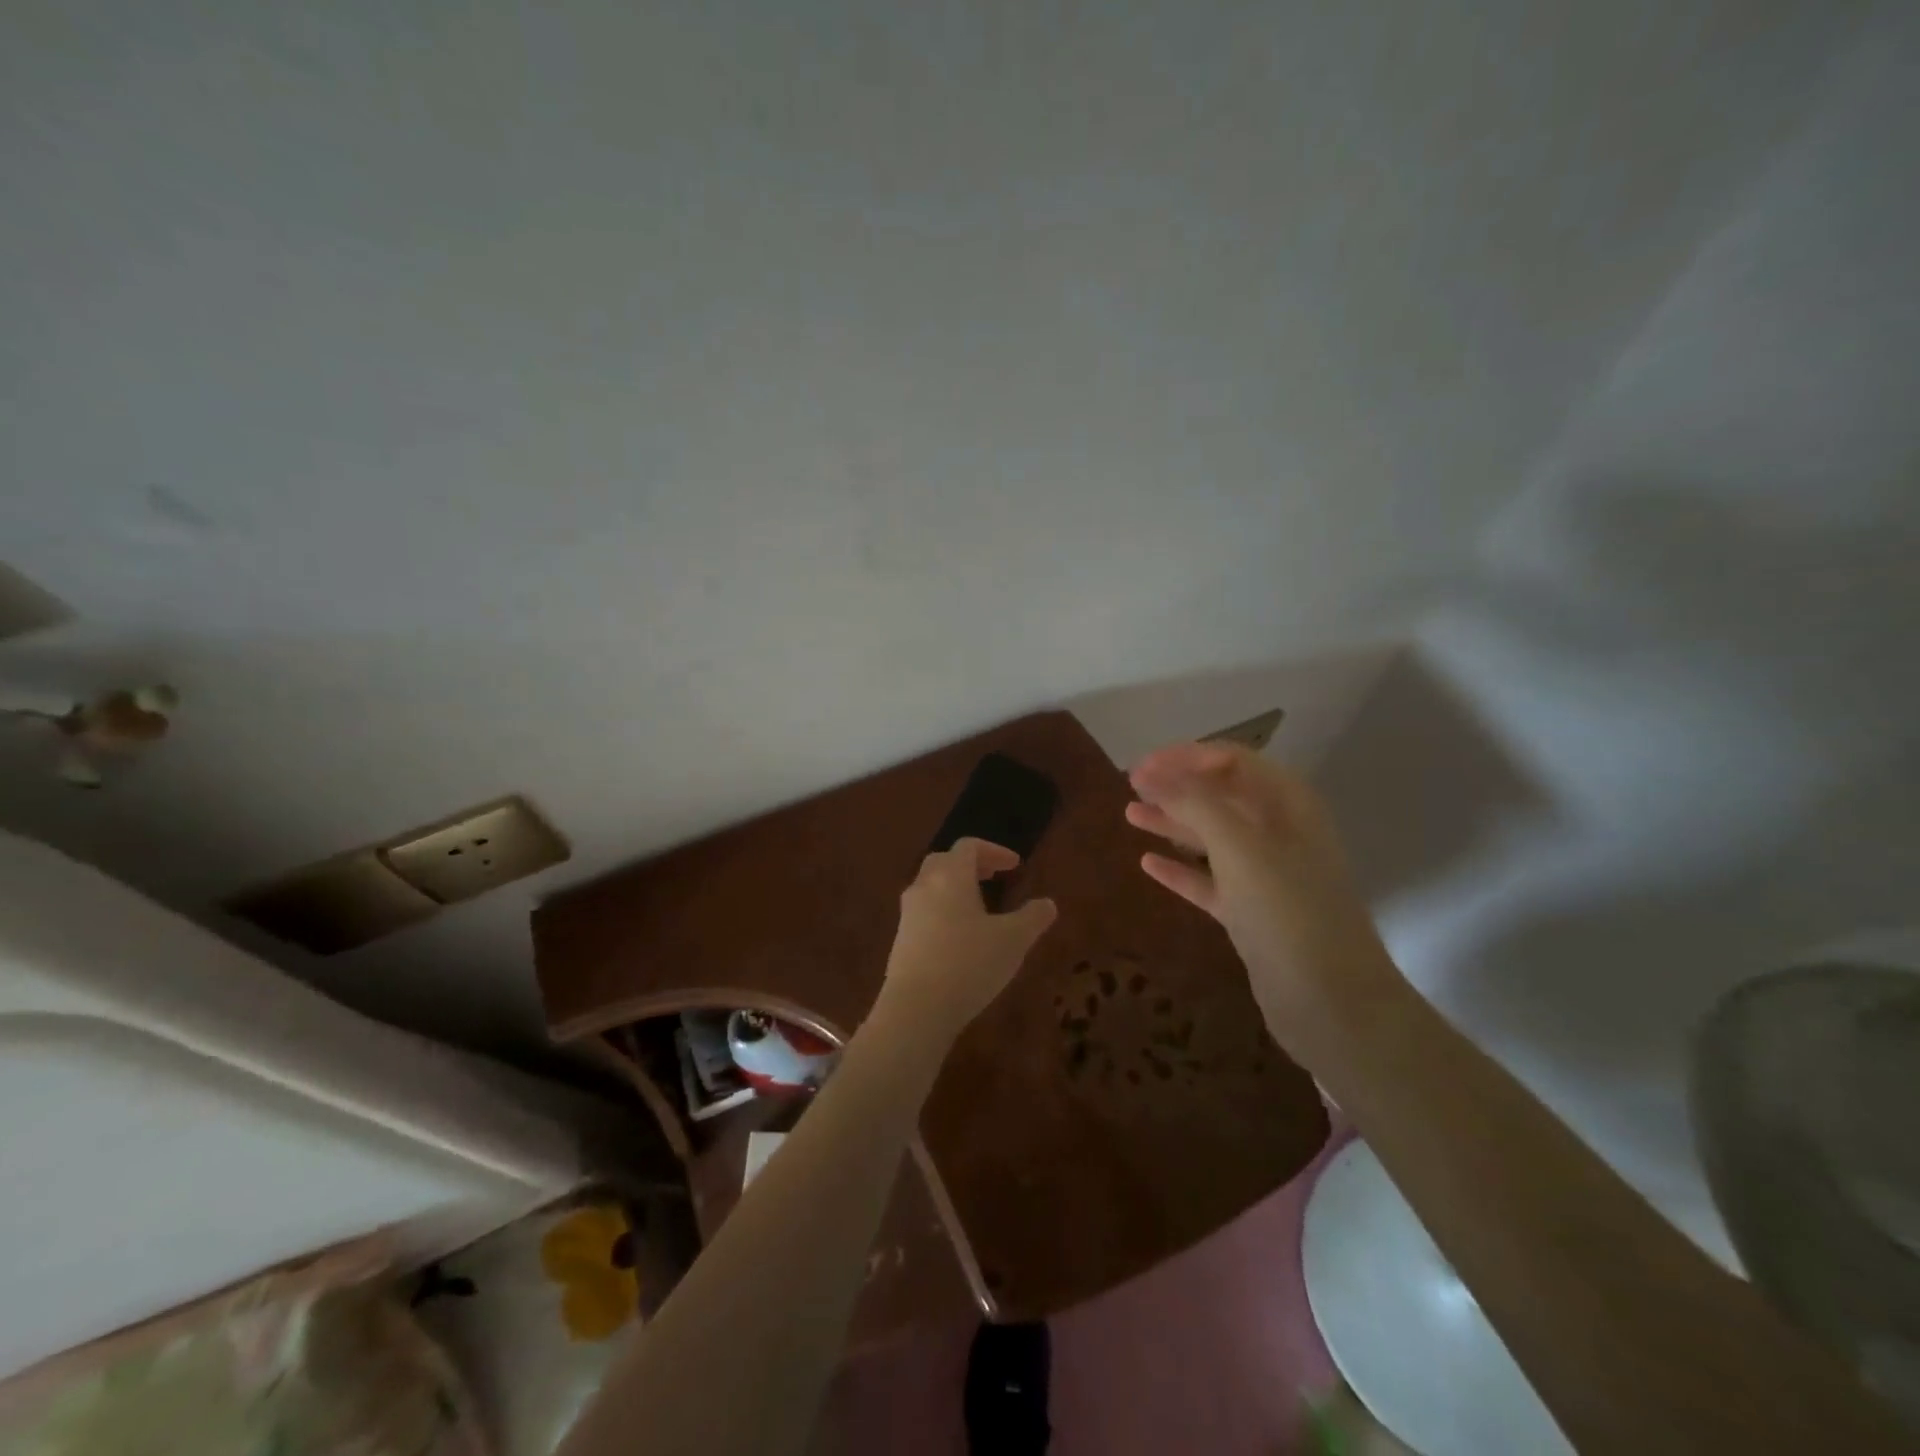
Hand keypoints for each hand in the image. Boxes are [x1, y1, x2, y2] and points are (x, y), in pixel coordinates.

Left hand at [874, 838, 1057, 1037]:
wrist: (916, 1008)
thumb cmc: (969, 964)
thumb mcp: (1013, 940)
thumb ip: (1033, 918)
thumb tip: (1048, 904)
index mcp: (950, 876)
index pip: (969, 846)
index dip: (994, 851)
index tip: (1015, 865)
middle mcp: (924, 887)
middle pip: (944, 861)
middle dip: (970, 864)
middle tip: (993, 877)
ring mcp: (907, 914)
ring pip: (930, 886)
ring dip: (954, 888)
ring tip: (978, 908)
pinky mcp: (900, 940)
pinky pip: (923, 912)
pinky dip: (943, 911)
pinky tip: (959, 937)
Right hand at [1125, 742, 1405, 1058]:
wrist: (1331, 1004)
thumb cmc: (1287, 911)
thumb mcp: (1239, 846)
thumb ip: (1194, 802)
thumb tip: (1152, 772)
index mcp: (1288, 805)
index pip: (1233, 760)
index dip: (1186, 757)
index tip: (1141, 767)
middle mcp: (1280, 833)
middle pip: (1221, 795)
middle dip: (1177, 786)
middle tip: (1130, 786)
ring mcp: (1267, 876)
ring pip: (1212, 837)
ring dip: (1173, 822)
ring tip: (1129, 814)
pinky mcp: (1252, 914)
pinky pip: (1209, 881)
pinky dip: (1180, 869)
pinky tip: (1147, 863)